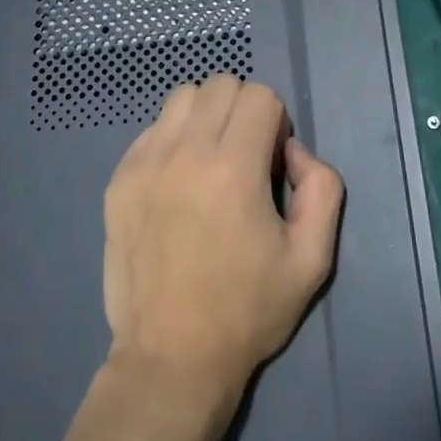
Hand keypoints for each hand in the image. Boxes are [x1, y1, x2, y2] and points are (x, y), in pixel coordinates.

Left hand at [103, 74, 345, 404]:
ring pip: (180, 97)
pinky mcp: (118, 180)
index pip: (259, 95)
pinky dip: (171, 140)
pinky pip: (150, 131)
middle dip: (242, 109)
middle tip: (244, 157)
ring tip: (208, 162)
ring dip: (204, 116)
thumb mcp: (312, 259)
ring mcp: (144, 163)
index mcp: (234, 168)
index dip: (276, 122)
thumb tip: (294, 151)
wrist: (171, 356)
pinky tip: (177, 184)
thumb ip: (322, 188)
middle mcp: (185, 152)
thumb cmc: (247, 309)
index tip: (272, 162)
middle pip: (220, 83)